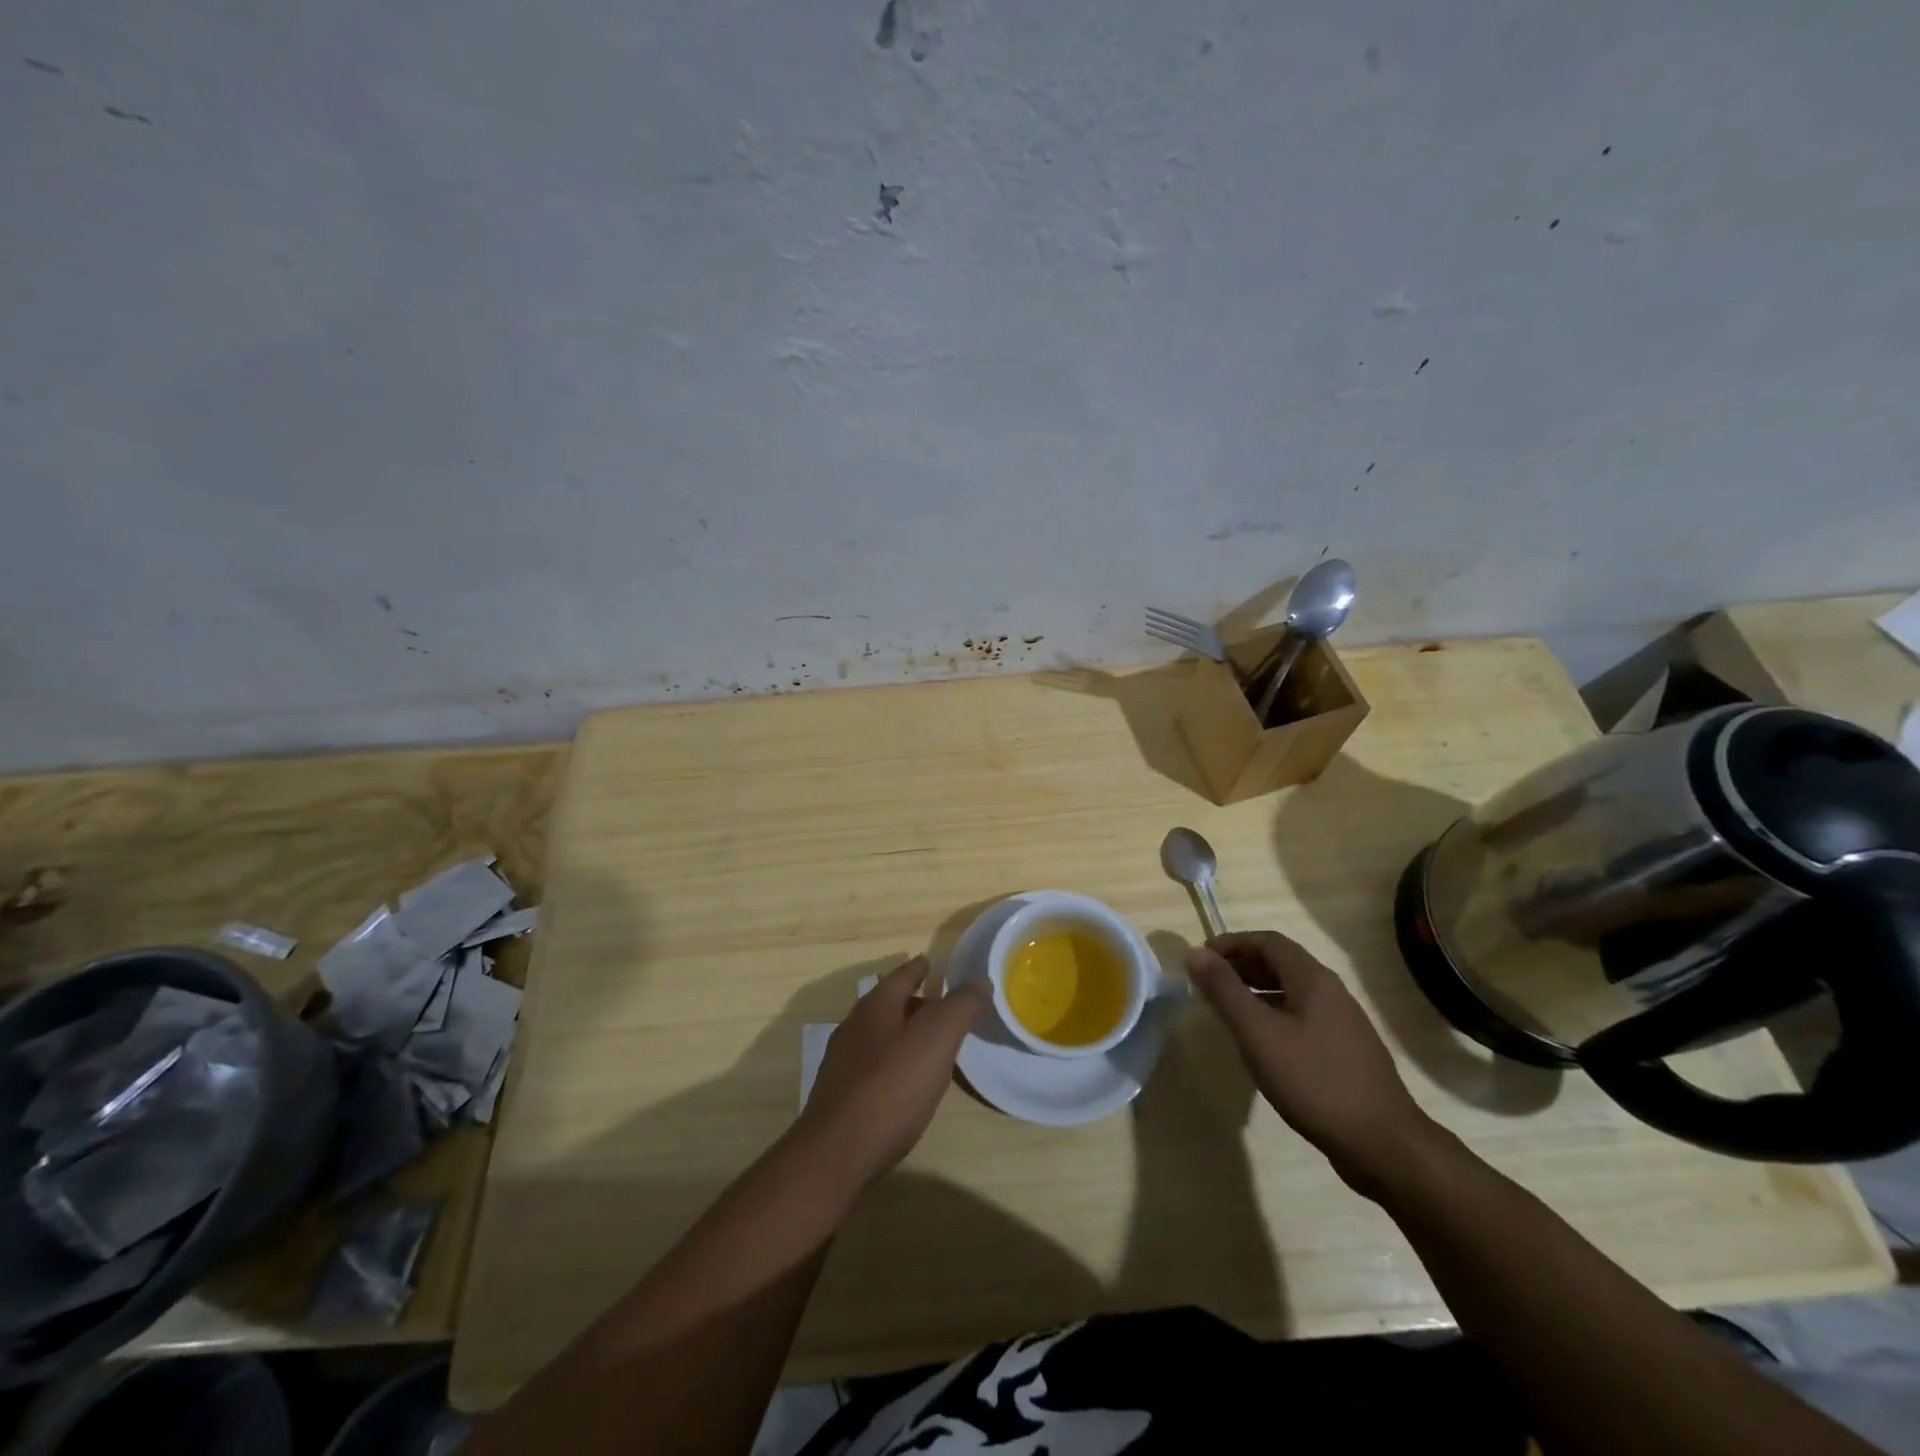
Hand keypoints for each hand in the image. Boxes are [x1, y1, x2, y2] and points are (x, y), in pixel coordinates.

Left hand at [794, 956, 987, 1185]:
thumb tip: (979, 981)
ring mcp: (842, 1062)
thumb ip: (959, 1007)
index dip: (918, 968)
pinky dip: (892, 1062)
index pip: (901, 976)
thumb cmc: (891, 1087)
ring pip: (878, 1035)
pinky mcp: (839, 1095)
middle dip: (912, 1002)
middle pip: (887, 1004)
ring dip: (902, 1033)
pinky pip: (872, 1065)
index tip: (930, 962)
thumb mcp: (936, 1040)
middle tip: (939, 1006)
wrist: (837, 1152)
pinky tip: (904, 1082)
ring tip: (927, 1044)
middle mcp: (854, 1027)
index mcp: (875, 1007)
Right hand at [1187, 930, 1440, 1197]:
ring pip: (1292, 991)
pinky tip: (1262, 1044)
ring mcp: (1343, 1023)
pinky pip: (1303, 1017)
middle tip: (1209, 983)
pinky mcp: (1346, 1052)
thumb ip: (1225, 991)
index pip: (1268, 941)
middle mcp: (1332, 992)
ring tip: (1228, 1010)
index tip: (1201, 960)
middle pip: (1282, 963)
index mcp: (1313, 980)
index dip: (1232, 943)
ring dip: (1257, 990)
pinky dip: (1274, 1015)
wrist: (1383, 1145)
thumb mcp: (1258, 1034)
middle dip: (1242, 965)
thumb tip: (1194, 953)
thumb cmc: (1314, 1081)